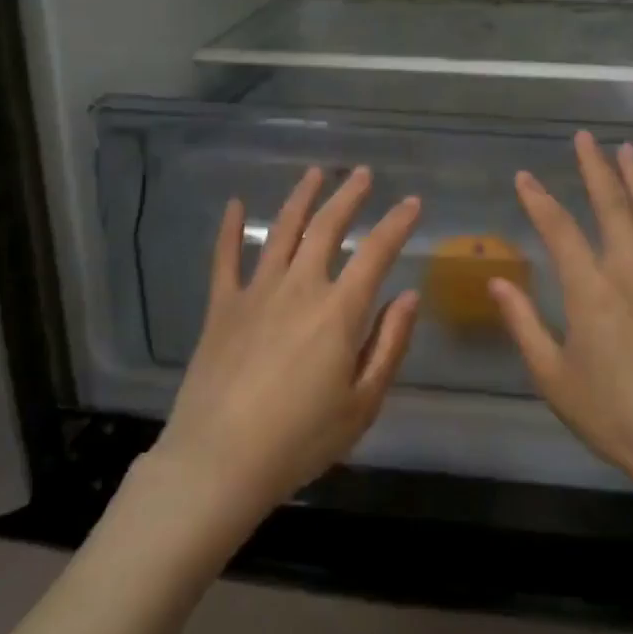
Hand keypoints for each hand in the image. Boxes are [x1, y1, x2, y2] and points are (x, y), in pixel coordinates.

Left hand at [152, 166, 421, 525]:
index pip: (376, 253)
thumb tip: (408, 296)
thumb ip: (389, 344)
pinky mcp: (222, 307)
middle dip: (349, 196)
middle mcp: (299, 288)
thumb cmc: (301, 439)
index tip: (412, 202)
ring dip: (301, 199)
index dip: (397, 224)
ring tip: (314, 173)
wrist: (220, 460)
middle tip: (363, 173)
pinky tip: (233, 204)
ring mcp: (255, 293)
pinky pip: (225, 258)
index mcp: (339, 311)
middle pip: (327, 228)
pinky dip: (228, 229)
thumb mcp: (362, 403)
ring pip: (281, 231)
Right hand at [489, 131, 632, 503]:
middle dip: (595, 169)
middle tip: (585, 138)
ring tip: (629, 150)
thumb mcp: (554, 377)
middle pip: (612, 207)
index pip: (559, 229)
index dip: (539, 199)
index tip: (525, 176)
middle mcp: (632, 272)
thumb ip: (525, 324)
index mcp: (591, 291)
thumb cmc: (615, 415)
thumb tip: (498, 282)